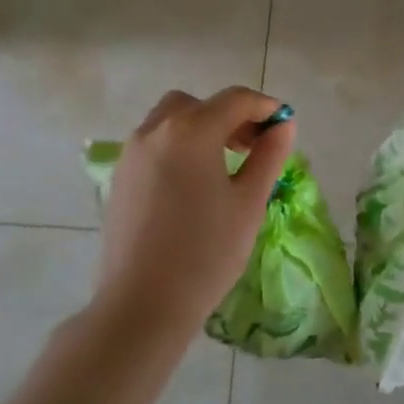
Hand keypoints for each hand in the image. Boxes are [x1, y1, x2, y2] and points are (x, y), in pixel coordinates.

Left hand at [93, 86, 295, 332]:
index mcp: (191, 130)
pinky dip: (178, 145)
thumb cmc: (206, 252)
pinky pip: (154, 143)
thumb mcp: (249, 202)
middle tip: (252, 146)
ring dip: (202, 128)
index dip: (265, 107)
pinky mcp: (119, 176)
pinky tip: (193, 183)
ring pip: (172, 120)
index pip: (236, 100)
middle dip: (230, 116)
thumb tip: (283, 125)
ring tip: (224, 165)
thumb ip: (269, 155)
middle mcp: (156, 130)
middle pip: (200, 105)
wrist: (142, 304)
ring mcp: (132, 152)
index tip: (284, 124)